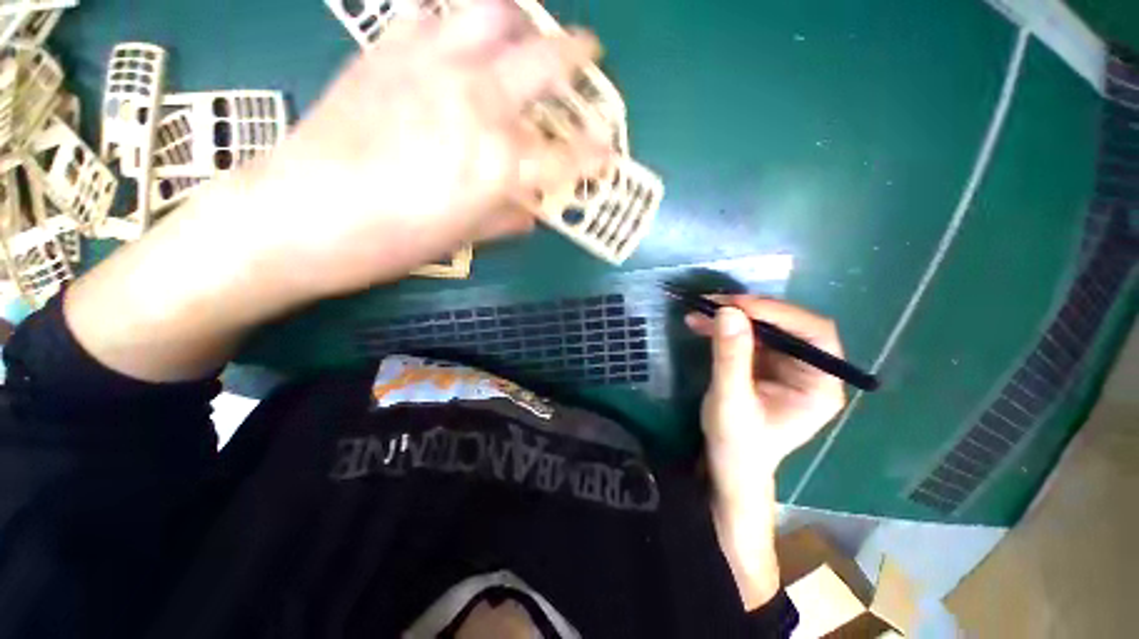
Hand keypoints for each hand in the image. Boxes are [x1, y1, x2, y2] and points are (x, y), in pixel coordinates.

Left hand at [240, 0, 609, 297]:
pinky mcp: (387, 49)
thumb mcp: (463, 238)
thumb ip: (506, 218)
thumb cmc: (392, 241)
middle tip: (589, 50)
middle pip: (545, 62)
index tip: (608, 154)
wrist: (300, 217)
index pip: (568, 156)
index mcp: (499, 164)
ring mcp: (432, 65)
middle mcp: (477, 104)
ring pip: (492, 9)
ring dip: (520, 16)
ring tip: (524, 28)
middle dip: (578, 53)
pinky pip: (428, 9)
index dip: (595, 155)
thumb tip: (531, 210)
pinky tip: (455, 28)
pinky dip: (452, 13)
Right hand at [686, 297, 845, 506]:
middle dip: (751, 311)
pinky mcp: (763, 364)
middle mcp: (809, 371)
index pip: (815, 335)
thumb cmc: (737, 443)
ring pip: (765, 327)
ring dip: (732, 316)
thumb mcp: (731, 400)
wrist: (728, 464)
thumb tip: (728, 312)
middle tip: (714, 303)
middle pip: (789, 326)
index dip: (780, 315)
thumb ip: (731, 357)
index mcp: (819, 386)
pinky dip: (724, 327)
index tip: (738, 306)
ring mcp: (786, 366)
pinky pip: (747, 336)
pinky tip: (700, 323)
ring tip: (700, 311)